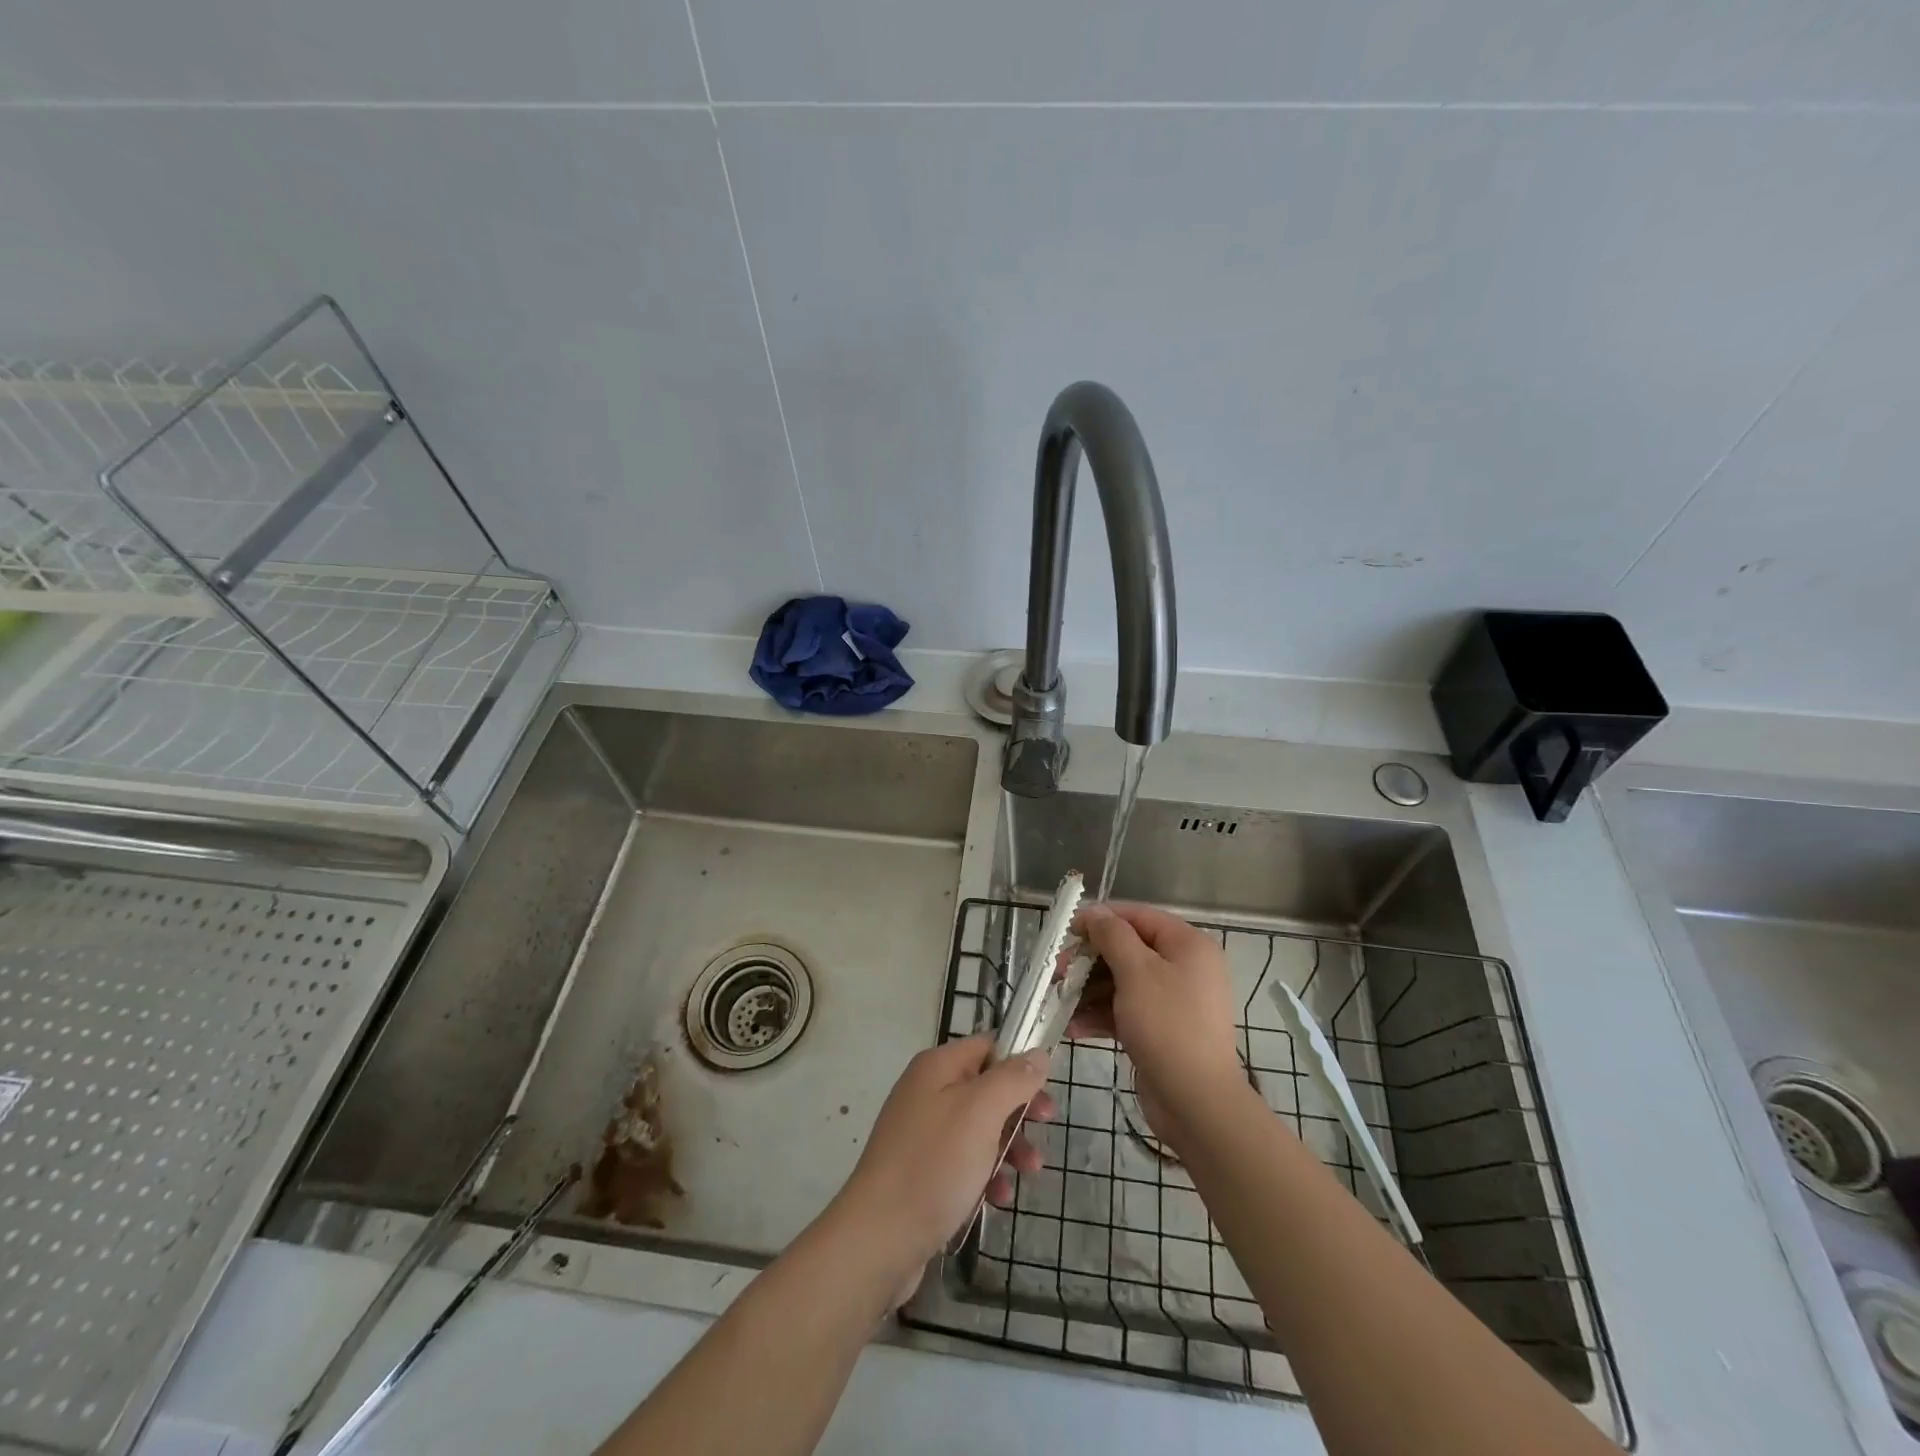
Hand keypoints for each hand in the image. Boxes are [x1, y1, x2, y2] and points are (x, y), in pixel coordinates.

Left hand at [832, 1036, 1054, 1299]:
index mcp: (937, 1067)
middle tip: (1046, 1126)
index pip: (987, 1045)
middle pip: (986, 1087)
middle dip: (1019, 1109)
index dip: (1019, 1060)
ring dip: (1009, 1146)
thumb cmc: (934, 1164)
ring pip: (979, 1128)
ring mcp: (922, 1133)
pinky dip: (986, 1175)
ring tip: (1031, 1171)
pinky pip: (964, 1162)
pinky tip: (999, 1199)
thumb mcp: (981, 1112)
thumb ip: (1012, 1079)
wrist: (878, 1238)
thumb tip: (1037, 1053)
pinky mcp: (922, 1172)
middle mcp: (927, 1092)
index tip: (1048, 1086)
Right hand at [1068, 902, 1246, 1142]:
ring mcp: (1174, 1001)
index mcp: (1188, 945)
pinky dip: (1102, 1016)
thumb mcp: (1136, 971)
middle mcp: (1184, 967)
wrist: (1196, 1102)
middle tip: (1058, 971)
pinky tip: (1073, 1027)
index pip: (1139, 916)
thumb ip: (1112, 935)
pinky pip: (1127, 1011)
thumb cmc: (1167, 1025)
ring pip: (1123, 983)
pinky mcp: (1162, 1030)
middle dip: (1090, 961)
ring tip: (1059, 1000)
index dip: (1102, 919)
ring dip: (1089, 990)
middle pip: (1128, 950)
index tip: (1068, 930)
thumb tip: (1095, 912)